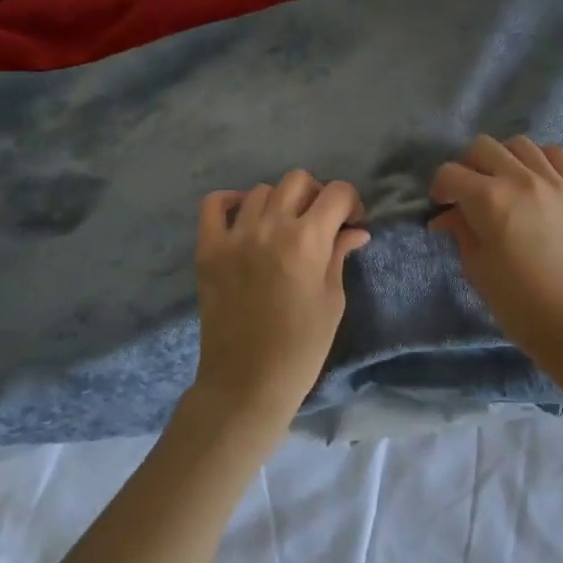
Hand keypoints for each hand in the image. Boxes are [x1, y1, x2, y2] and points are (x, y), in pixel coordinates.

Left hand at [190, 170, 370, 426]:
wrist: (248, 381)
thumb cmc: (302, 347)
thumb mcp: (333, 300)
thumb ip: (339, 256)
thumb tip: (354, 230)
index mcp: (308, 241)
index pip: (337, 193)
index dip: (351, 203)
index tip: (352, 224)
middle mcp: (270, 228)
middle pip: (298, 181)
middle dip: (317, 195)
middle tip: (321, 224)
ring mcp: (234, 236)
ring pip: (262, 190)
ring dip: (281, 202)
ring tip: (284, 228)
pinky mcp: (208, 250)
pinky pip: (215, 204)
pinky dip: (233, 202)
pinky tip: (247, 218)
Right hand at [428, 135, 562, 366]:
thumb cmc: (517, 303)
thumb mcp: (477, 267)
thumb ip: (461, 230)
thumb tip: (448, 215)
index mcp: (490, 199)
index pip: (451, 173)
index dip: (440, 188)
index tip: (442, 205)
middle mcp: (523, 179)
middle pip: (483, 147)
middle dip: (467, 166)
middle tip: (469, 192)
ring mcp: (557, 181)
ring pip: (521, 145)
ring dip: (503, 159)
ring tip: (504, 184)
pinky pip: (557, 156)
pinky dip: (540, 162)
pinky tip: (536, 182)